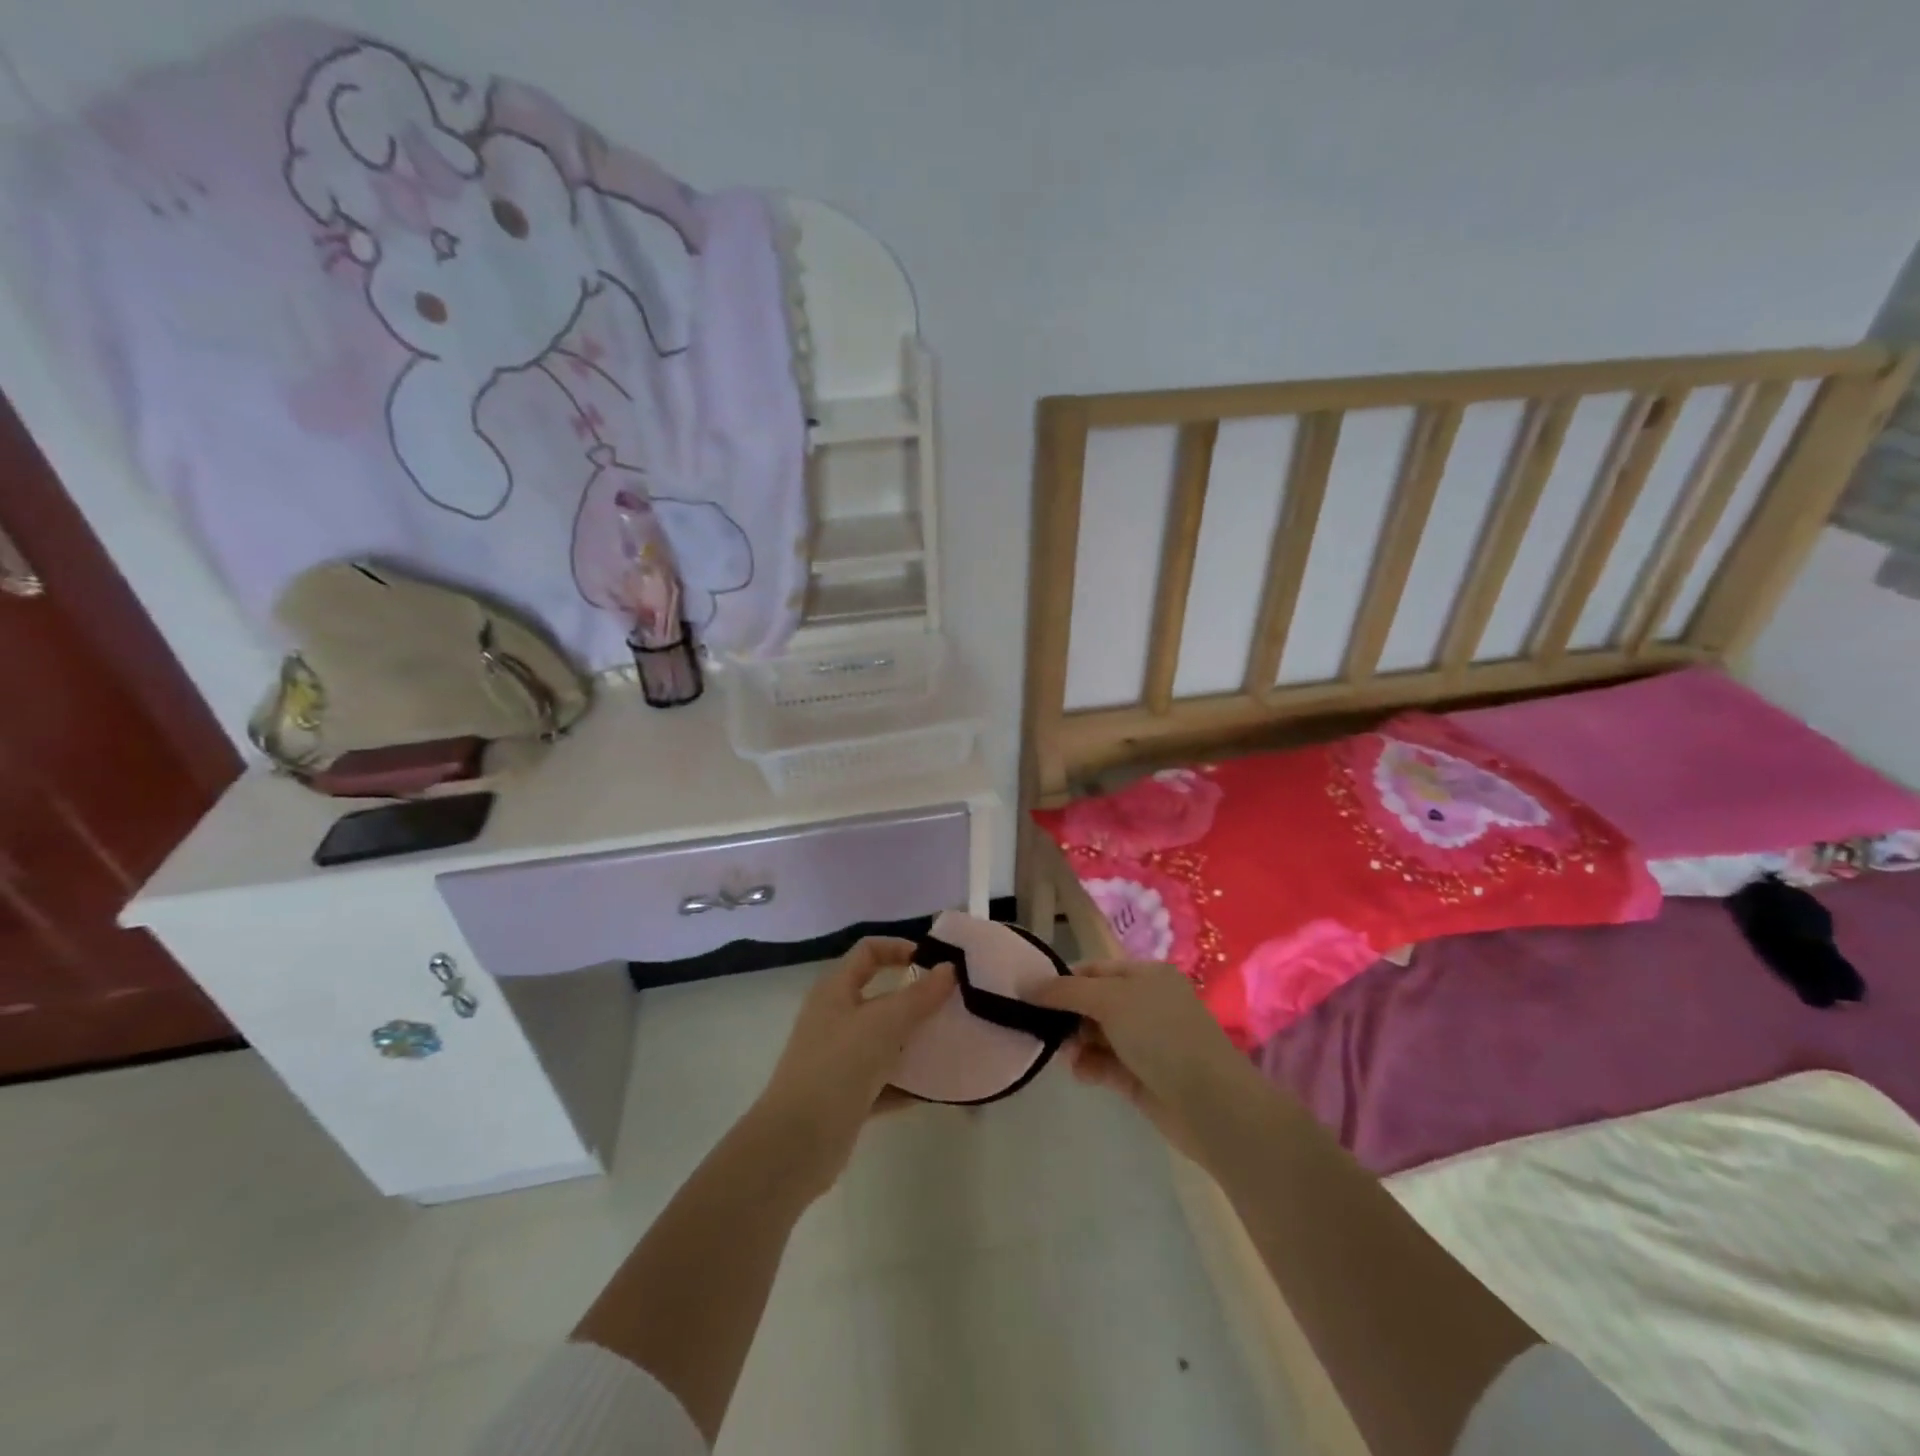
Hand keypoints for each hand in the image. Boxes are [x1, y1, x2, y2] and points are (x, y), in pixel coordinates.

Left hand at [752, 937, 955, 1199]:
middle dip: (916, 1000)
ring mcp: (838, 1059)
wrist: (796, 1143)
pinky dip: (908, 1083)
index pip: (868, 952)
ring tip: (954, 1044)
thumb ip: (919, 996)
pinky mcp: (846, 1096)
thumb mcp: (884, 1023)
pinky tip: (938, 1089)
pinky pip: (884, 1081)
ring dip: (916, 1042)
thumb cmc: (838, 1066)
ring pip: (884, 1041)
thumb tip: (949, 968)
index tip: (934, 962)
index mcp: (835, 991)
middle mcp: (834, 1019)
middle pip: (880, 997)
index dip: (899, 948)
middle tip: (953, 1005)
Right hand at [1027, 960, 1259, 1158]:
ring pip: (1097, 1036)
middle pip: (1093, 1003)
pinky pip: (1105, 1064)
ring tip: (1067, 1056)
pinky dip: (1090, 1066)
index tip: (1031, 996)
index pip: (1095, 969)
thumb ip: (1066, 991)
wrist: (1211, 1104)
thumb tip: (1027, 985)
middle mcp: (1146, 1004)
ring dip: (1076, 1043)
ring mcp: (1145, 1042)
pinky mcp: (1141, 1077)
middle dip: (1068, 1016)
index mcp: (1146, 975)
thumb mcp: (1111, 1000)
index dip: (1064, 980)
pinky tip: (1081, 1073)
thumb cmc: (1162, 1036)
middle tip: (1043, 1030)